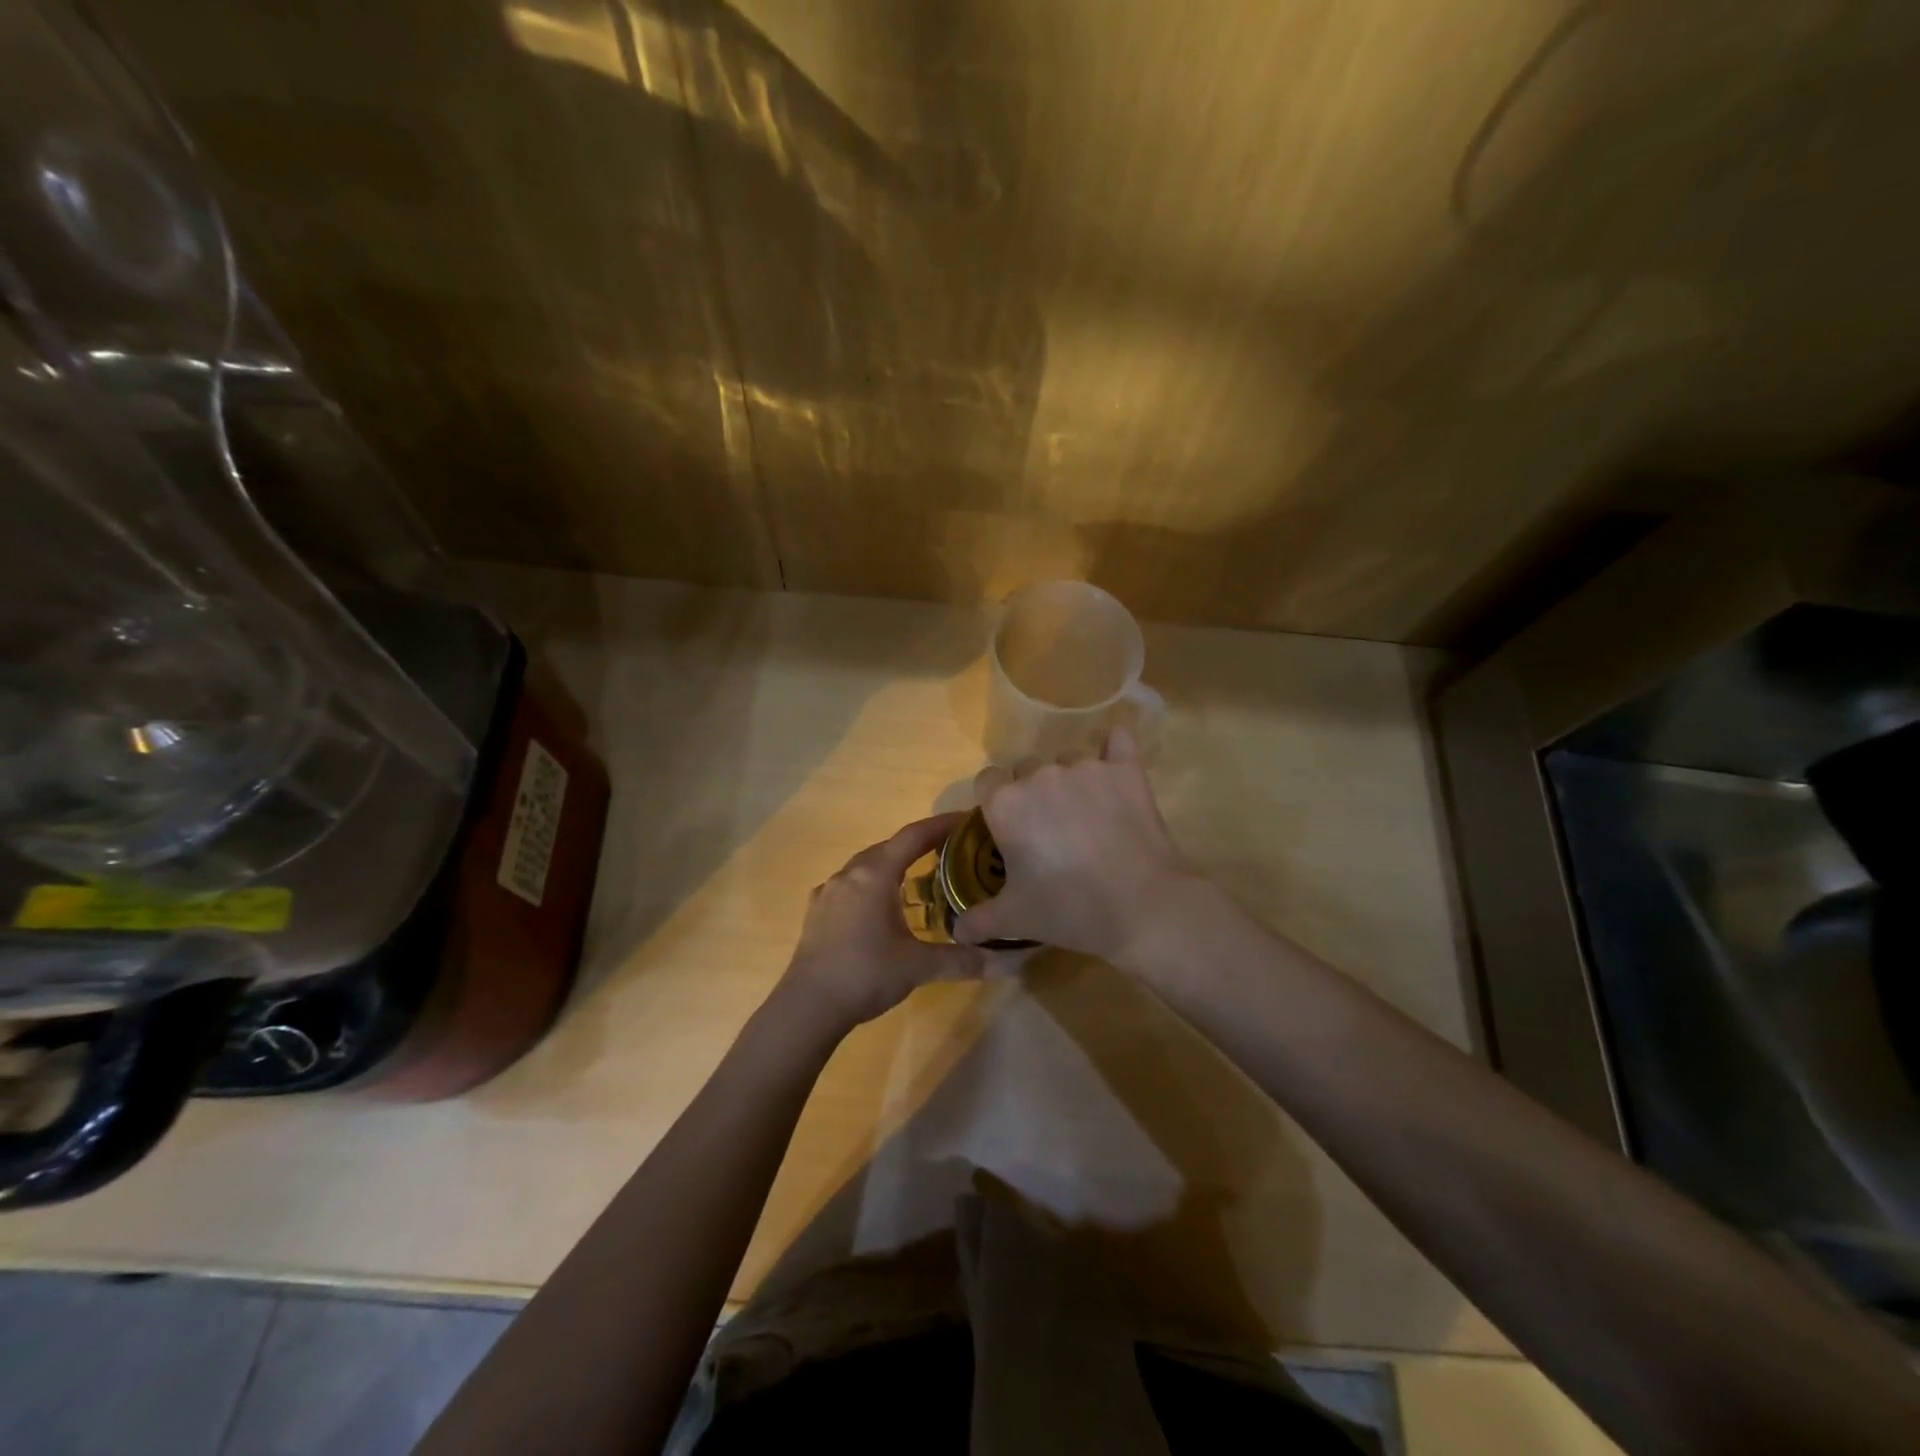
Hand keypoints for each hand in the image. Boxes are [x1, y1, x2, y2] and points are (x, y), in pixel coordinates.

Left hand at [777, 814, 988, 1036]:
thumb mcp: (919, 967)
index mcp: (875, 875)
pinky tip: (879, 904)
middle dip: (918, 845)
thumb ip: (963, 960)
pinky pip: (850, 885)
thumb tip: (1009, 963)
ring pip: (866, 865)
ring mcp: (829, 891)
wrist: (808, 1006)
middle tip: (950, 851)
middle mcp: (850, 874)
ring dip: (892, 864)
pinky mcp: (817, 911)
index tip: (967, 820)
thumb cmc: (865, 974)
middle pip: (889, 847)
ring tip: (918, 876)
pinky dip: (870, 884)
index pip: (913, 836)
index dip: (941, 825)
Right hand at [954, 728, 1207, 961]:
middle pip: (1026, 769)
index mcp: (1005, 803)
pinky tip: (1115, 770)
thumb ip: (979, 919)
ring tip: (1087, 816)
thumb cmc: (1068, 909)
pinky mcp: (1124, 770)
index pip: (987, 780)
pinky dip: (1114, 751)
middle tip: (1049, 830)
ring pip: (1067, 761)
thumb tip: (957, 931)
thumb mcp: (1015, 919)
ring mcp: (1084, 768)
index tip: (1009, 828)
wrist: (1140, 906)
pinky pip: (1117, 742)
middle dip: (1033, 792)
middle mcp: (1039, 776)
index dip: (995, 801)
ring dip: (1070, 781)